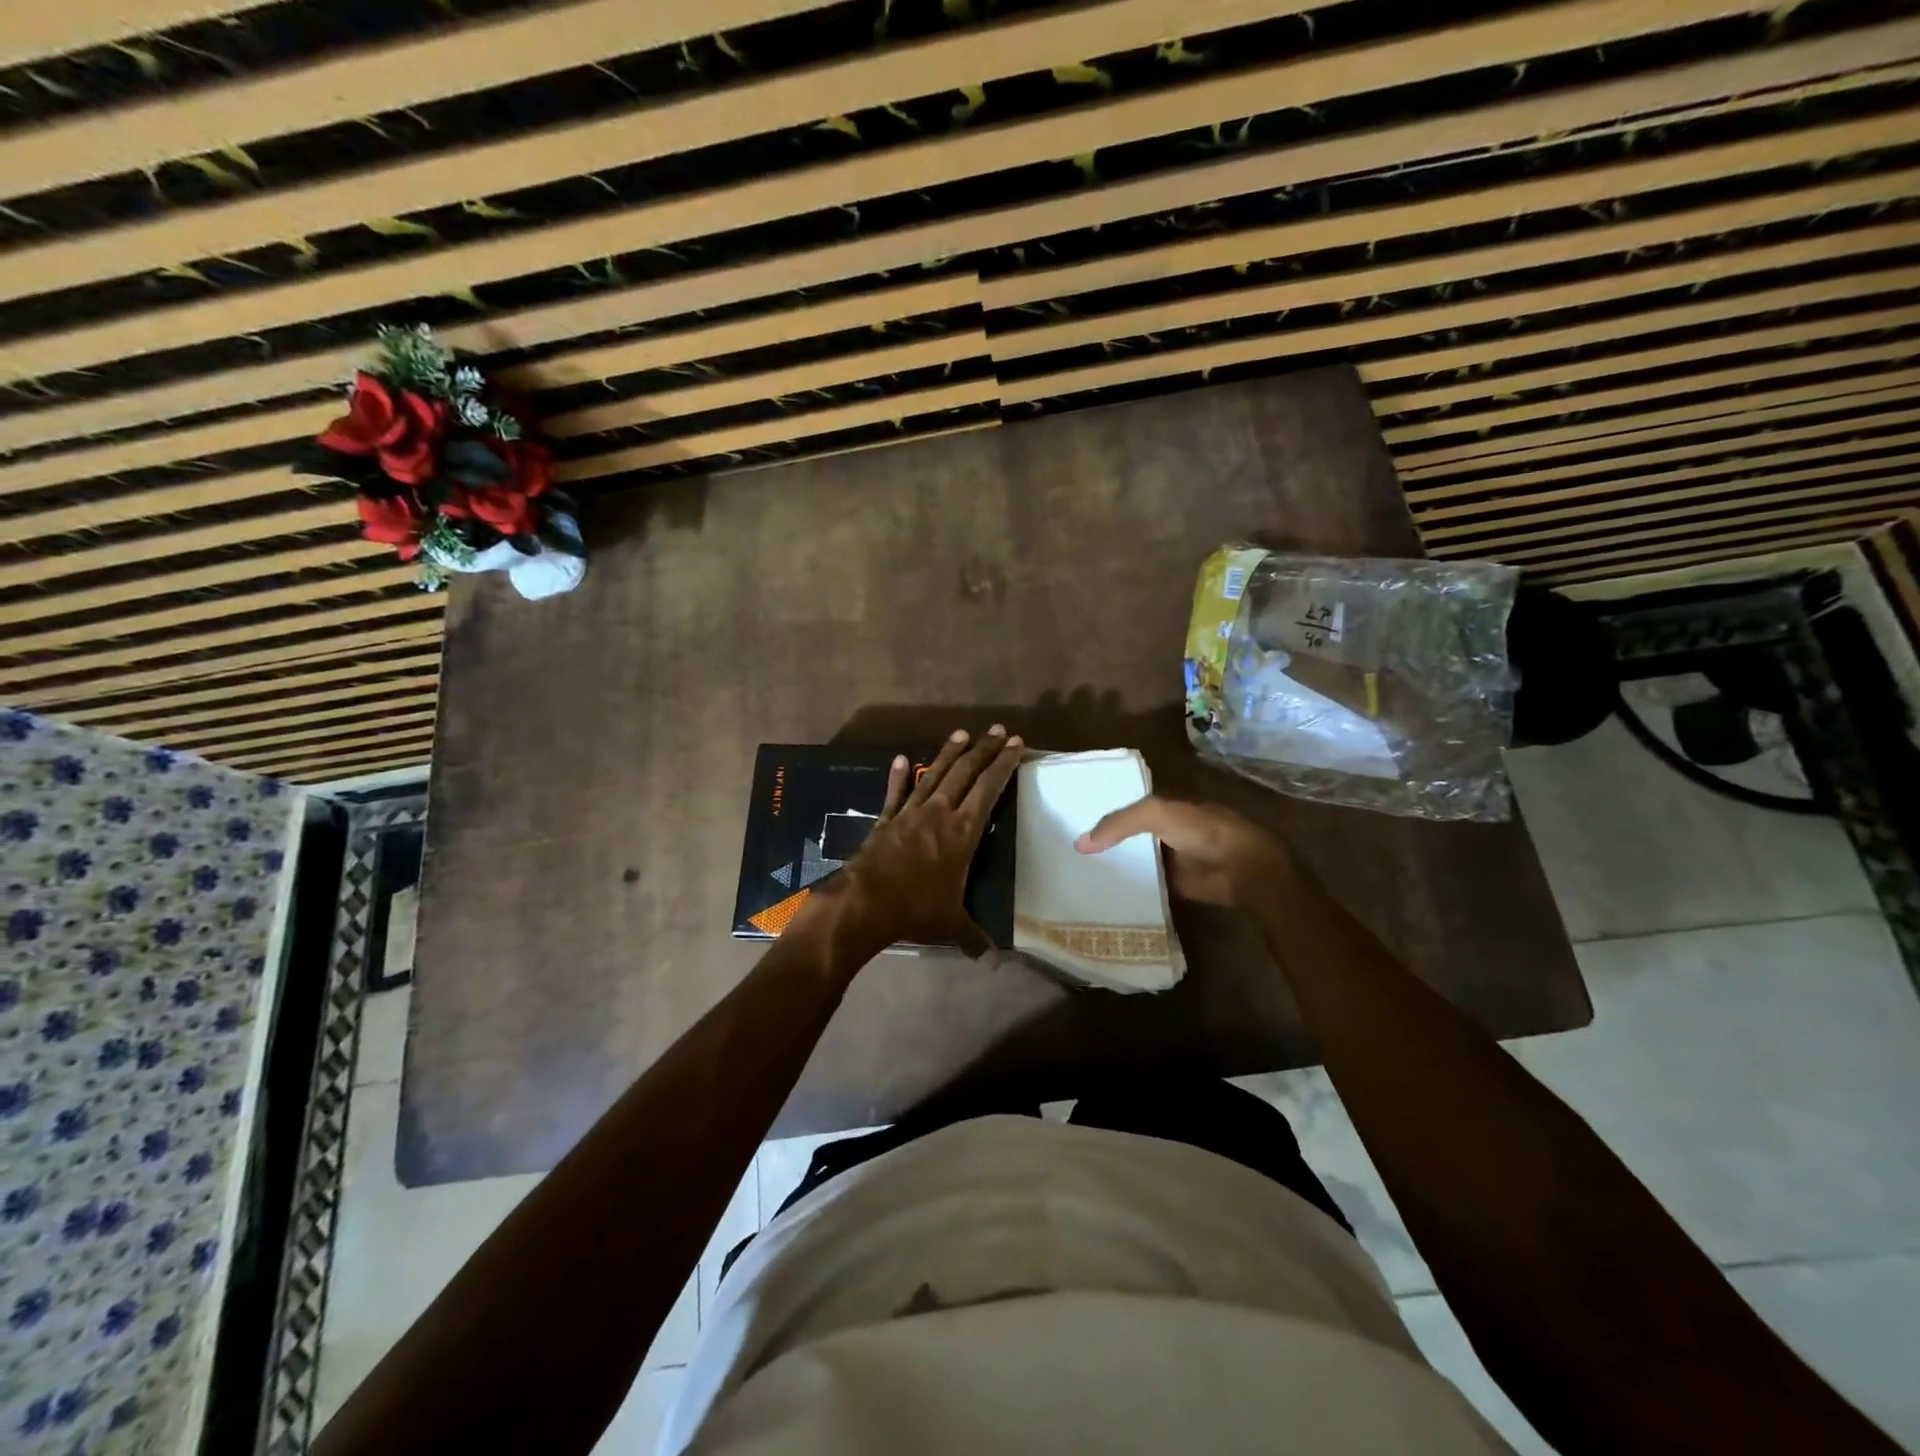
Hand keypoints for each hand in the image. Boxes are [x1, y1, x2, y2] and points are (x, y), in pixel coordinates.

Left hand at [826, 726, 1022, 955]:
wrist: (865, 903)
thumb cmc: (915, 910)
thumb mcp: (950, 925)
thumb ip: (974, 938)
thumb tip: (993, 963)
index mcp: (962, 832)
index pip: (989, 790)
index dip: (1003, 765)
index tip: (1015, 744)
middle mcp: (939, 814)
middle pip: (965, 774)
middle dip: (983, 751)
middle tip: (996, 729)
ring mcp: (910, 814)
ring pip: (935, 775)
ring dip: (949, 754)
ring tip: (962, 733)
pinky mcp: (886, 820)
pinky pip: (896, 793)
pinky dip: (900, 776)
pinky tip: (902, 758)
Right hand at [1075, 795, 1290, 908]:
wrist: (1241, 867)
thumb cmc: (1201, 830)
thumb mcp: (1156, 814)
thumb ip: (1119, 824)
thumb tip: (1080, 843)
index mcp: (1162, 806)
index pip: (1124, 805)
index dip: (1100, 810)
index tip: (1069, 821)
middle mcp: (1163, 831)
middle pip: (1126, 836)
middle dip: (1102, 842)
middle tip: (1066, 852)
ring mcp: (1169, 859)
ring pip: (1133, 861)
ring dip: (1112, 867)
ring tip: (1074, 875)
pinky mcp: (1173, 885)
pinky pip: (1144, 886)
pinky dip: (1128, 889)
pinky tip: (1101, 895)